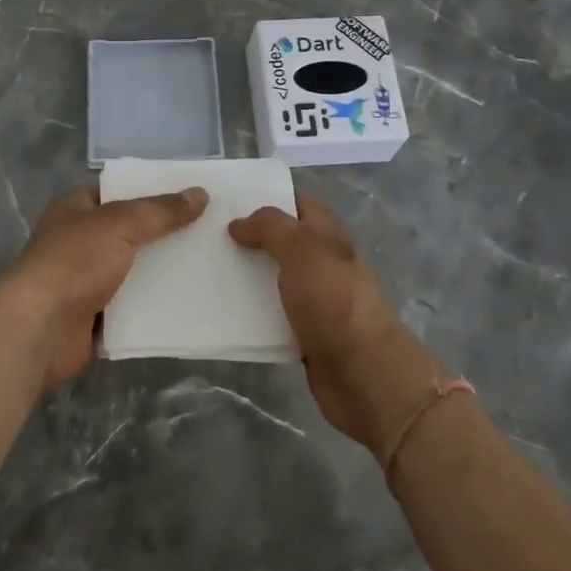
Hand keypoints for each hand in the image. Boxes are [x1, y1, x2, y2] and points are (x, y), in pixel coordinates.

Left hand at [6, 183, 207, 388]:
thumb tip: (200, 193)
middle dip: (164, 232)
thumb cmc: (74, 263)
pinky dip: (154, 304)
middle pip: (130, 230)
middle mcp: (79, 239)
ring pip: (133, 269)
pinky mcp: (94, 315)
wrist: (39, 329)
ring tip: (207, 263)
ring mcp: (85, 279)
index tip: (192, 195)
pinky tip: (189, 300)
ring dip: (162, 270)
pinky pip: (132, 304)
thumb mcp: (121, 224)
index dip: (153, 190)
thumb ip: (160, 211)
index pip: (119, 191)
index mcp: (76, 207)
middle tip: (209, 230)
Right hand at [229, 195, 442, 452]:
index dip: (268, 196)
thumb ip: (270, 228)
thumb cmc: (333, 300)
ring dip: (247, 275)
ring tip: (208, 269)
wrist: (362, 373)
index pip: (298, 204)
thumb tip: (238, 224)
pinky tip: (224, 310)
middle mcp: (323, 263)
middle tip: (208, 234)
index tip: (229, 199)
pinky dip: (253, 312)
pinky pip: (273, 314)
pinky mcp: (305, 333)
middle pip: (282, 241)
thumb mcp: (302, 248)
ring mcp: (315, 300)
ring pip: (274, 278)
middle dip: (250, 237)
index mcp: (328, 236)